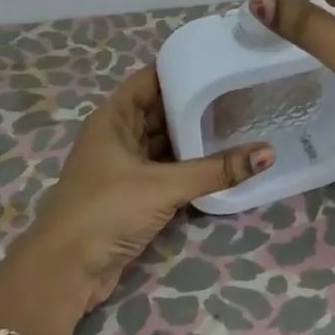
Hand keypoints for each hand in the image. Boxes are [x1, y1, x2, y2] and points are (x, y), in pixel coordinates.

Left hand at [11, 66, 272, 307]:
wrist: (65, 273)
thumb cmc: (105, 211)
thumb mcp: (164, 186)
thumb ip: (216, 170)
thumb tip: (269, 153)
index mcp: (114, 118)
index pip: (151, 78)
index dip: (182, 67)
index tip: (220, 62)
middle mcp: (118, 136)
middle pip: (161, 109)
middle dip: (196, 103)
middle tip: (240, 93)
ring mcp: (125, 166)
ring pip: (166, 141)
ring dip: (195, 136)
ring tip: (239, 122)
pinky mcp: (133, 194)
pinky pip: (168, 169)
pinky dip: (190, 164)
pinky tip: (221, 160)